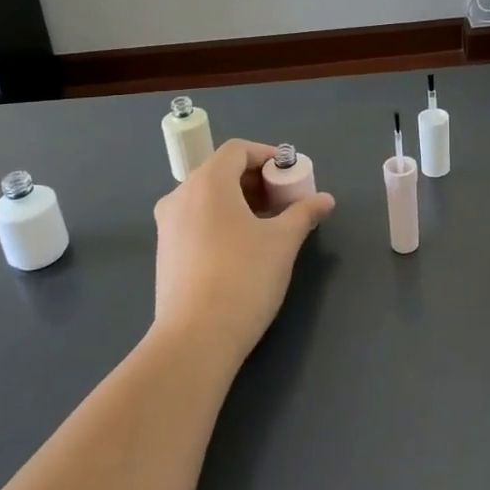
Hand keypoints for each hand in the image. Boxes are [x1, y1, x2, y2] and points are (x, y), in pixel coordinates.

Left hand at [152, 139, 335, 369]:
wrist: (195, 339)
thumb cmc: (243, 277)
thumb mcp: (283, 242)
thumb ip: (304, 213)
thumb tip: (324, 200)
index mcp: (207, 183)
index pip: (237, 150)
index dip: (267, 155)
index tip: (291, 175)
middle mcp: (180, 196)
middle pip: (221, 172)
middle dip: (256, 180)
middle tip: (284, 201)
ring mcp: (167, 226)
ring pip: (207, 198)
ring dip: (239, 202)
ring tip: (267, 226)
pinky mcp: (164, 253)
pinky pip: (196, 220)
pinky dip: (221, 221)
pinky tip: (242, 248)